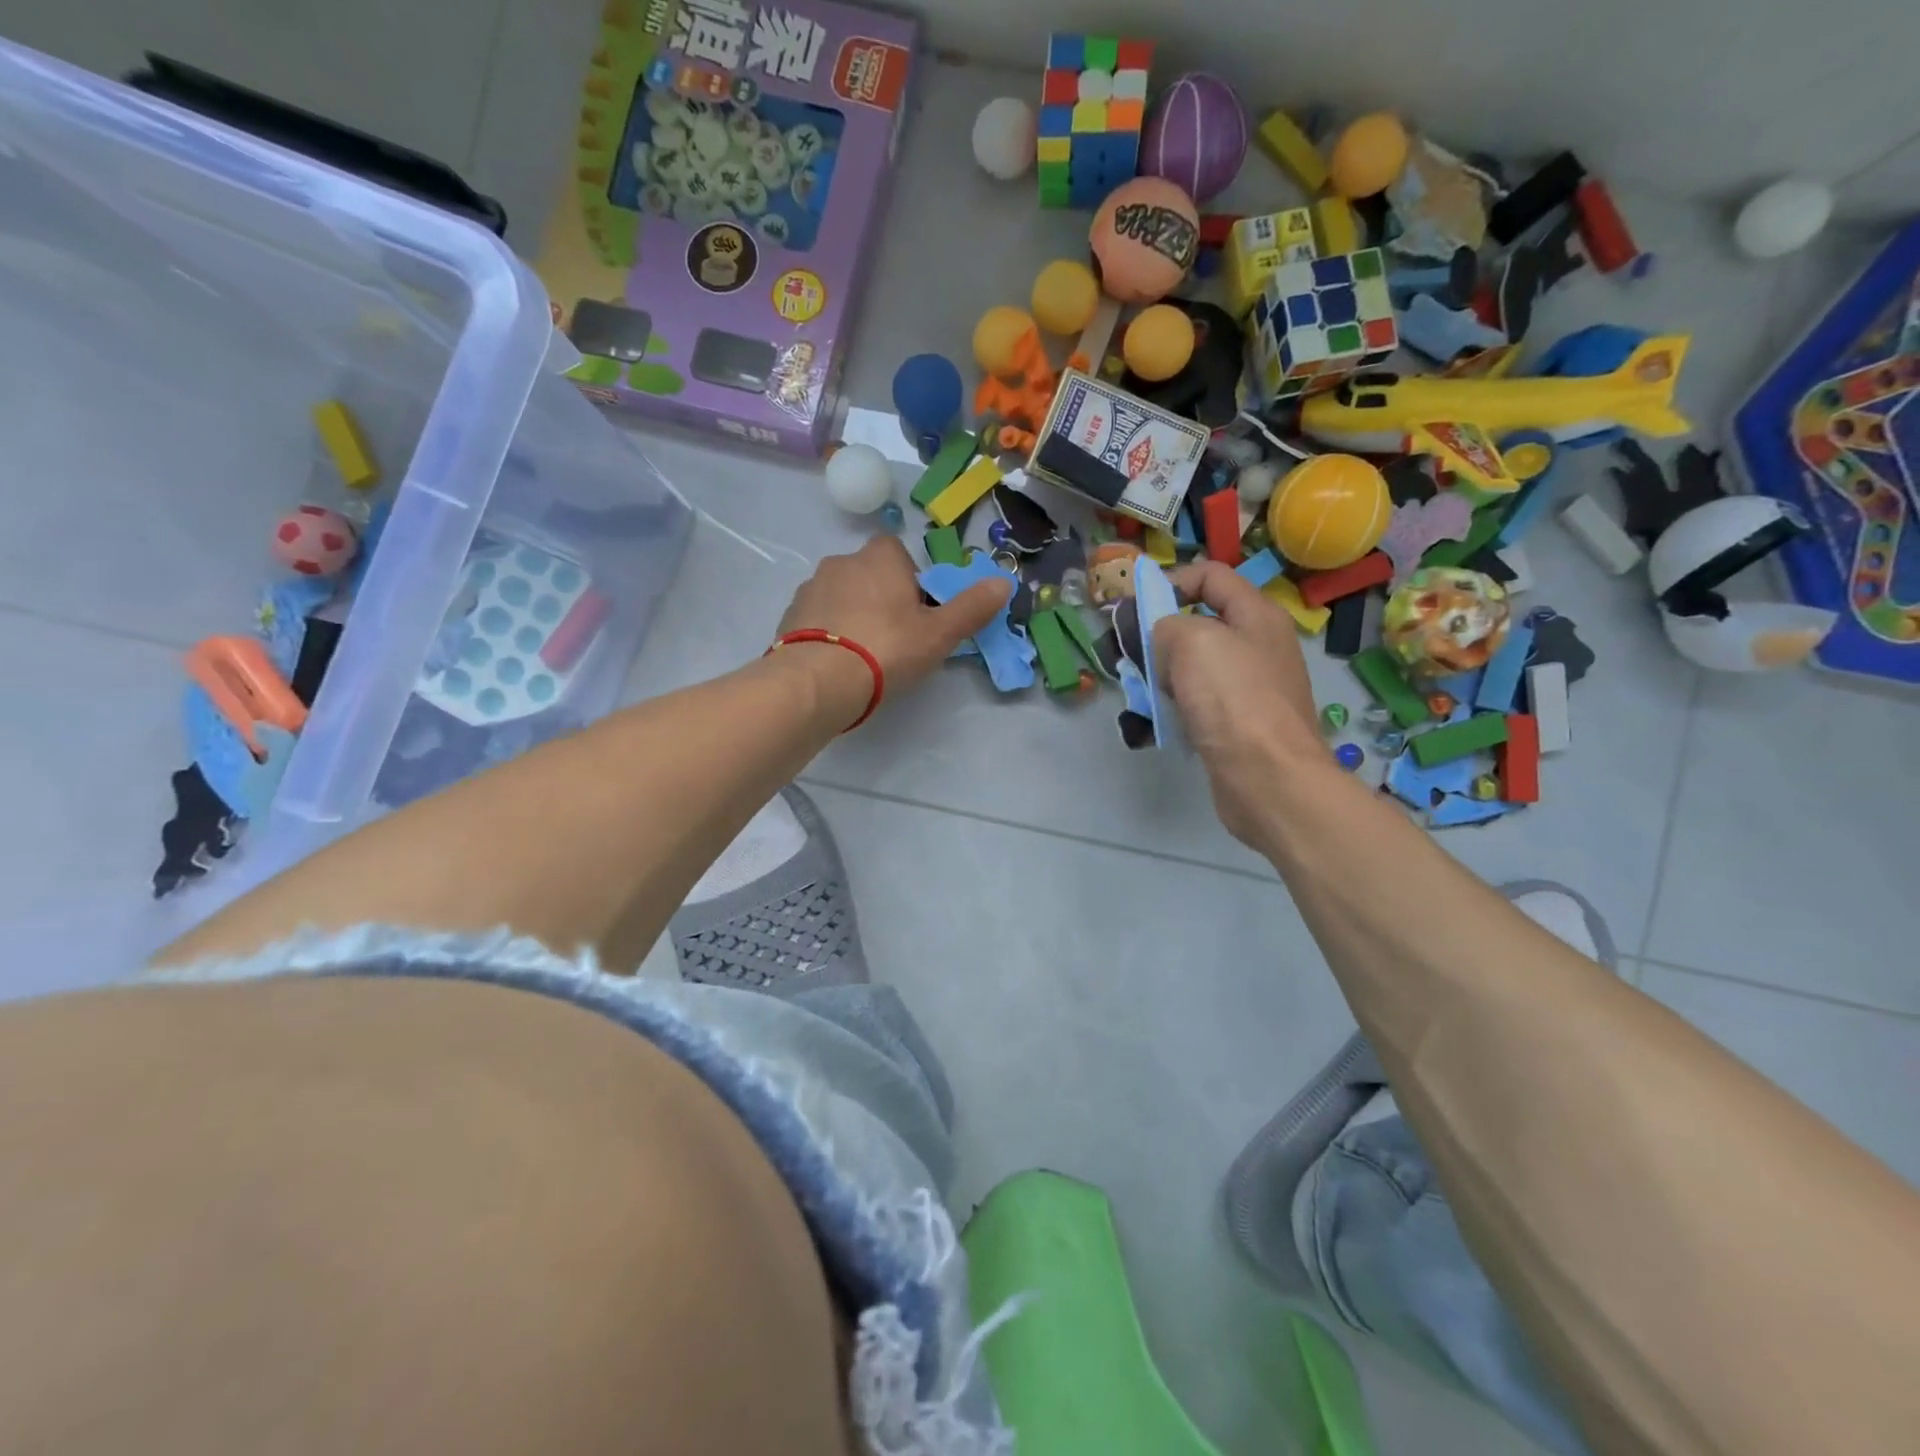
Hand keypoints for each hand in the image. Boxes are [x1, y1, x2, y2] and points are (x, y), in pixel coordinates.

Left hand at [776, 536, 1009, 719]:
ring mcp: (811, 587)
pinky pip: (818, 618)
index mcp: (881, 557)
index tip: (918, 615)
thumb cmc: (886, 648)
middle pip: (870, 575)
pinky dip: (829, 633)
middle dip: (882, 599)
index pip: (900, 555)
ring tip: (864, 656)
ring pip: (842, 596)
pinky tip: (838, 663)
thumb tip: (1004, 582)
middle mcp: (842, 561)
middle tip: (895, 639)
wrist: (818, 680)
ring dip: (853, 615)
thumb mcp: (939, 633)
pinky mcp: (789, 616)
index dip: (912, 583)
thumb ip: (972, 607)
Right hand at [1154, 561, 1326, 847]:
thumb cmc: (1233, 699)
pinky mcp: (1239, 724)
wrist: (1268, 778)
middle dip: (1161, 634)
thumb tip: (1161, 638)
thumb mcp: (1192, 641)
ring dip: (1163, 674)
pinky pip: (1199, 702)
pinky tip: (1160, 720)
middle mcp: (1259, 646)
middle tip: (1133, 654)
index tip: (1137, 607)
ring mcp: (1251, 687)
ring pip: (1195, 666)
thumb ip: (1167, 625)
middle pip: (1200, 623)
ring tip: (1141, 690)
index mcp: (1256, 614)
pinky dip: (1176, 706)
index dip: (1171, 581)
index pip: (1211, 576)